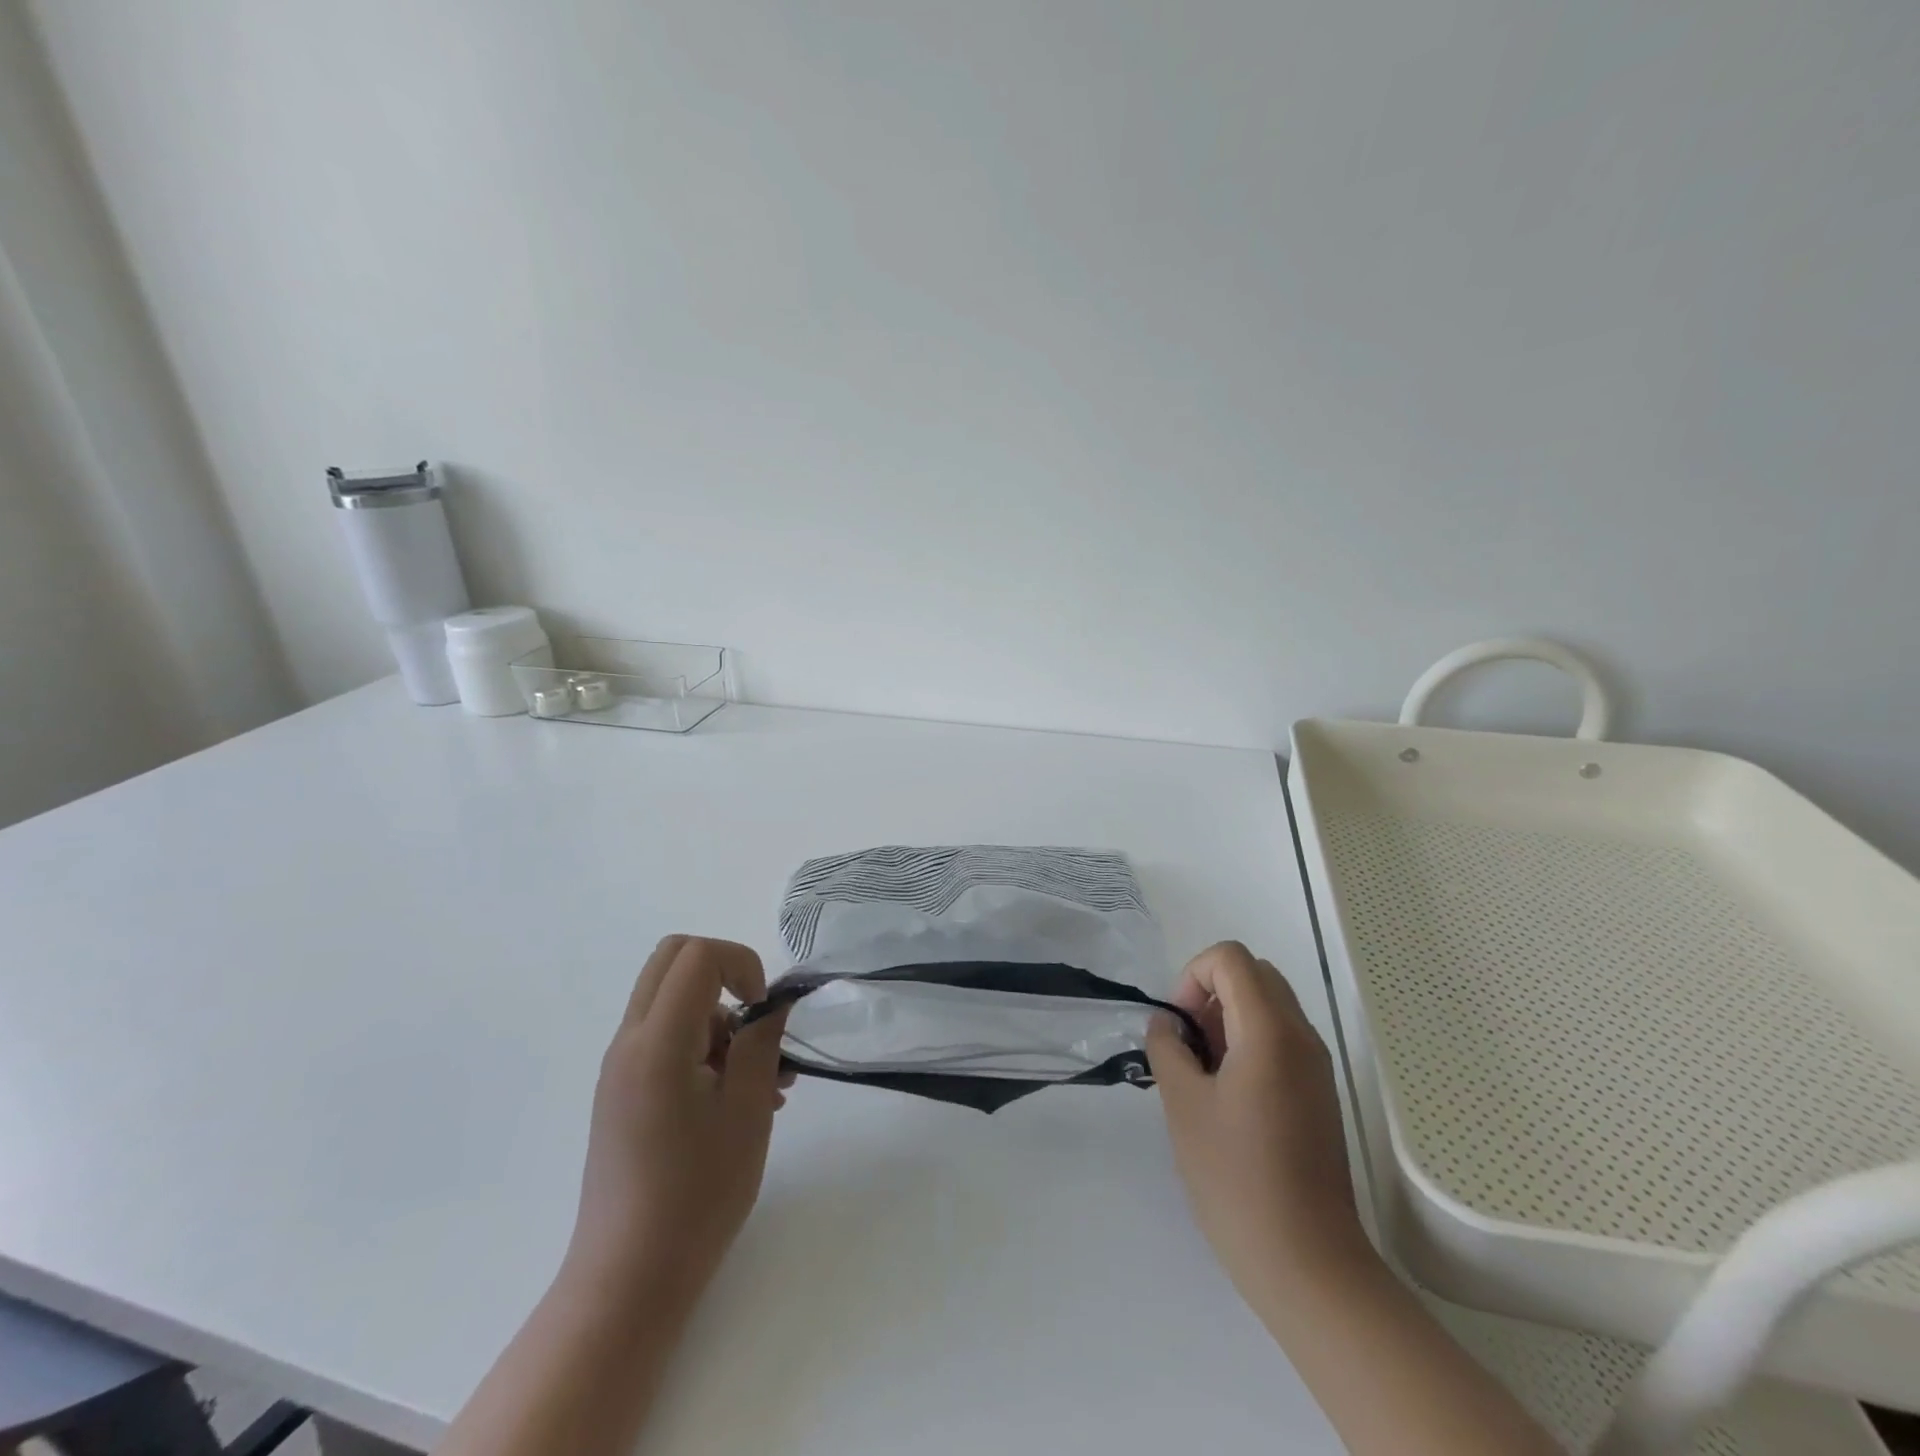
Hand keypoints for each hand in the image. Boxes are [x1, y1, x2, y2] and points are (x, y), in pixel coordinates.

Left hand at [565, 935, 791, 1314]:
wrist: (628, 1280)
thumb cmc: (696, 1195)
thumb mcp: (747, 1112)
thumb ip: (762, 1042)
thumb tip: (775, 1003)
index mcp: (656, 1043)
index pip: (697, 956)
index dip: (742, 964)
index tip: (764, 1011)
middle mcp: (629, 1042)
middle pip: (674, 959)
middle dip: (726, 973)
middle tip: (757, 1019)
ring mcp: (621, 1066)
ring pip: (672, 998)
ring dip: (720, 1016)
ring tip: (765, 1080)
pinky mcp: (623, 1090)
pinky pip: (665, 1036)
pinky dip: (703, 1043)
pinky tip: (739, 1097)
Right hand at [1147, 942, 1367, 1299]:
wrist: (1308, 1263)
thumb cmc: (1237, 1179)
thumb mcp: (1183, 1105)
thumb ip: (1167, 1048)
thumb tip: (1168, 1024)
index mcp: (1270, 1031)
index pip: (1231, 959)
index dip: (1193, 975)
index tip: (1178, 1025)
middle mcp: (1302, 1036)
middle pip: (1255, 974)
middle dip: (1211, 992)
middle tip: (1188, 1042)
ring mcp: (1316, 1066)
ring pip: (1270, 1005)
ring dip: (1230, 1017)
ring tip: (1203, 1071)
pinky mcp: (1320, 1093)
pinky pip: (1282, 1038)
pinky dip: (1250, 1042)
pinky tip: (1227, 1094)